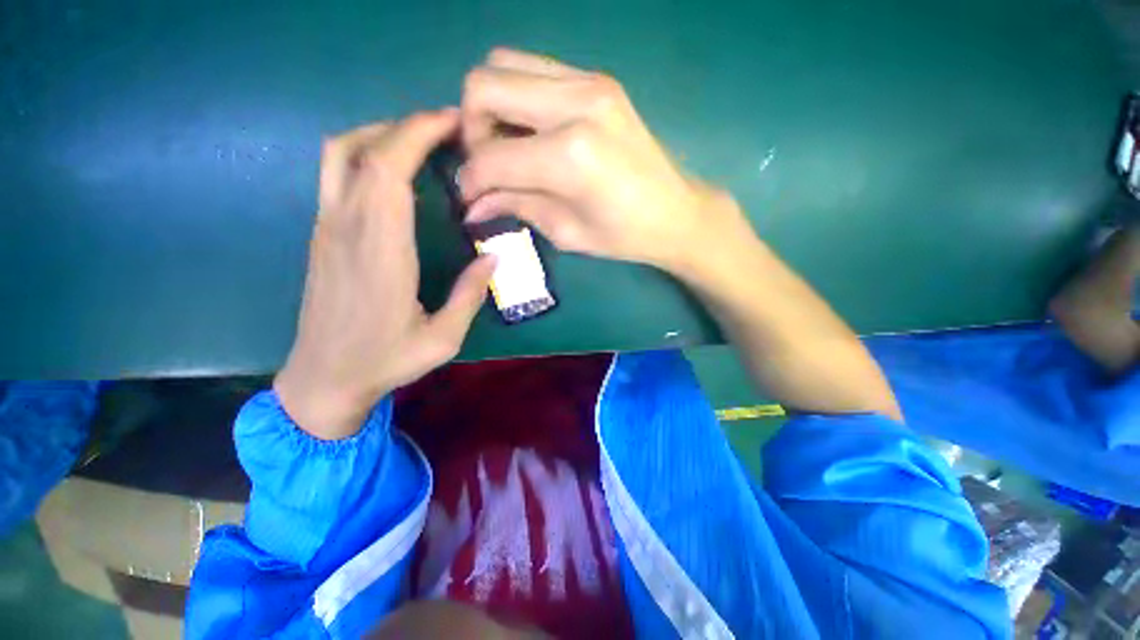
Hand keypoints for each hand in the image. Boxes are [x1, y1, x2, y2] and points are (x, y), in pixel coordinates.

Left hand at [274, 109, 495, 439]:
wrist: (322, 379)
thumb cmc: (385, 361)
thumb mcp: (443, 339)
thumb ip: (469, 295)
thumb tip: (493, 257)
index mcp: (380, 252)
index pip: (388, 171)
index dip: (417, 135)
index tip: (451, 123)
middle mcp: (346, 228)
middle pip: (363, 150)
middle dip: (406, 126)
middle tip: (447, 129)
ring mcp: (327, 228)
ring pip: (340, 155)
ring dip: (380, 135)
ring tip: (421, 143)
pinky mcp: (322, 235)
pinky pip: (337, 175)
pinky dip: (367, 156)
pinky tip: (396, 173)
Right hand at [458, 48, 751, 273]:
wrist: (675, 213)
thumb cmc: (623, 236)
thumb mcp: (565, 231)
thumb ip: (515, 206)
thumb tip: (472, 204)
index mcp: (570, 156)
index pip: (492, 157)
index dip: (470, 180)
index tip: (470, 198)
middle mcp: (576, 104)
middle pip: (484, 84)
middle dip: (472, 129)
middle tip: (488, 164)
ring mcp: (590, 82)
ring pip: (504, 64)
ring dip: (493, 106)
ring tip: (508, 146)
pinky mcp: (598, 79)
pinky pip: (535, 69)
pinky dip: (518, 96)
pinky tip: (531, 131)